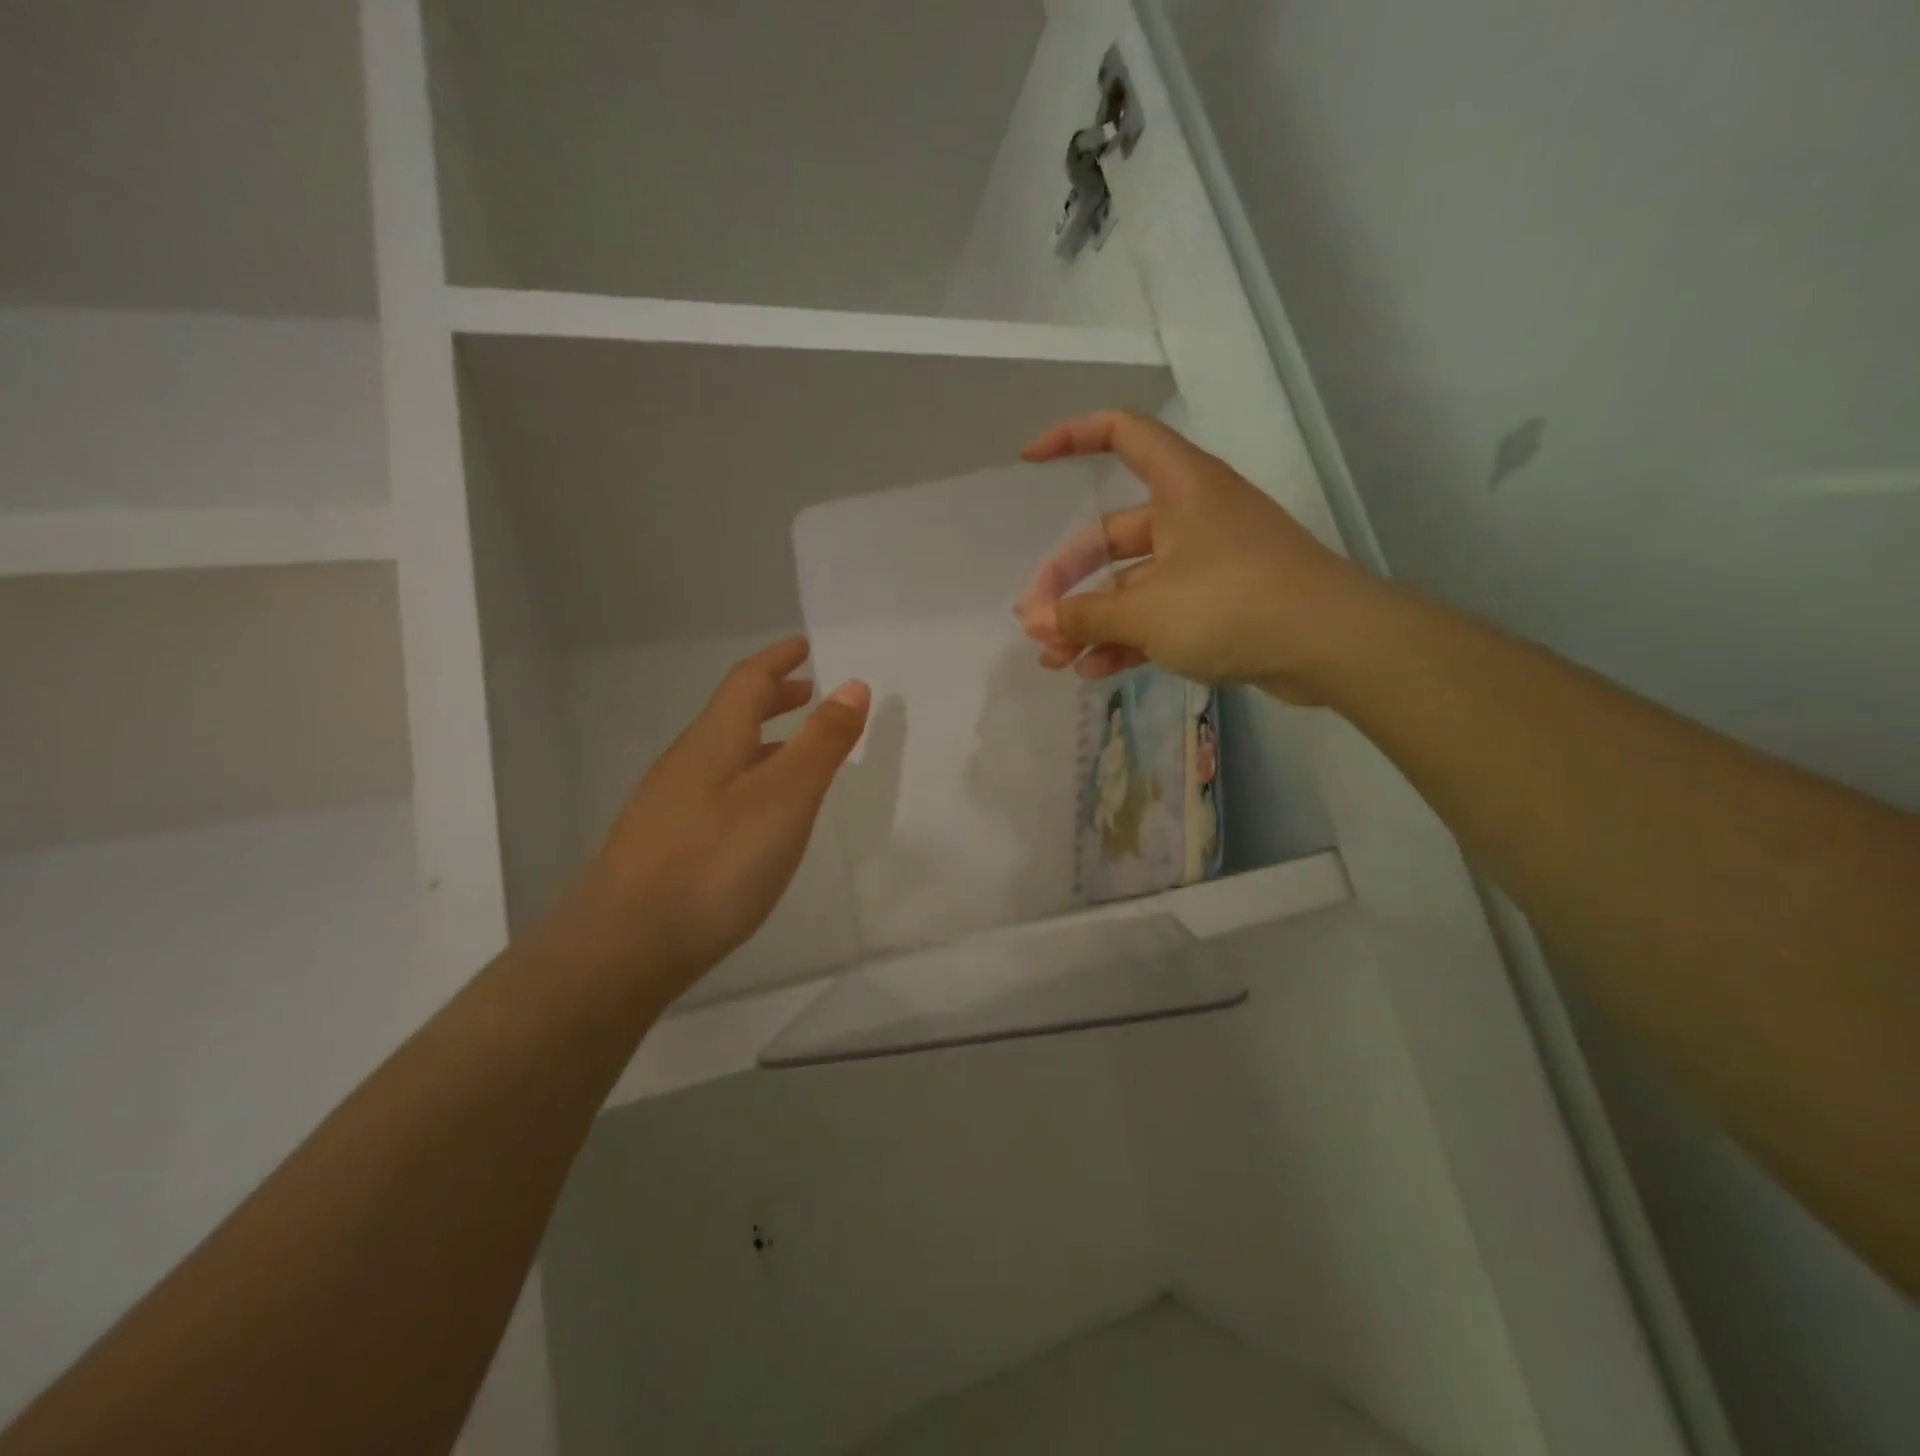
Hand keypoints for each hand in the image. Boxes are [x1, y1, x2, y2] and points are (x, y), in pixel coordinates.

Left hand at [546, 637, 869, 994]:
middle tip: (807, 693)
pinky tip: (758, 814)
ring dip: (762, 741)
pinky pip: (715, 789)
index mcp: (714, 741)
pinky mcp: (663, 843)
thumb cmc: (715, 864)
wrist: (623, 947)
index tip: (803, 645)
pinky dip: (747, 779)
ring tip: (796, 752)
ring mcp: (668, 804)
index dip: (778, 660)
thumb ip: (821, 743)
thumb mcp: (784, 798)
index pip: (747, 682)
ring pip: (723, 755)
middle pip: (732, 715)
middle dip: (772, 698)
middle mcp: (686, 762)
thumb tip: (852, 685)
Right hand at [1015, 410, 1373, 703]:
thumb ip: (1084, 616)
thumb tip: (1031, 622)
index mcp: (1180, 486)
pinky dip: (1129, 638)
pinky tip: (1095, 672)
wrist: (1332, 645)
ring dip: (1094, 622)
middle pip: (1112, 536)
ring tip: (1055, 662)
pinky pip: (1160, 614)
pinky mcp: (1221, 604)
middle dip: (1069, 582)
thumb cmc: (1233, 604)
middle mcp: (1192, 515)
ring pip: (1134, 585)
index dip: (1071, 437)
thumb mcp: (1147, 611)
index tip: (1030, 460)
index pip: (1121, 434)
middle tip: (1036, 622)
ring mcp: (1207, 562)